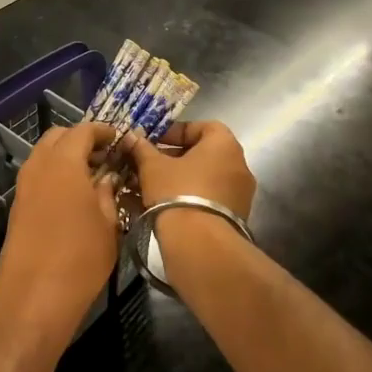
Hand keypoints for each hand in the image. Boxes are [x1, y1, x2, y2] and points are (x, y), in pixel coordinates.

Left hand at [0, 122, 118, 357]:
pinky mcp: (17, 207)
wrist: (33, 299)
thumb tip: (106, 177)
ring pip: (44, 155)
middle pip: (57, 137)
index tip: (120, 139)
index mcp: (63, 163)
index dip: (103, 131)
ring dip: (66, 157)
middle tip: (105, 156)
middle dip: (81, 139)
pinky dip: (55, 174)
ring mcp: (23, 186)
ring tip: (93, 176)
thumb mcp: (108, 224)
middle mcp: (38, 166)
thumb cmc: (80, 259)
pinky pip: (37, 176)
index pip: (82, 130)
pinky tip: (74, 196)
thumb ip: (108, 193)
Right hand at [126, 121, 256, 248]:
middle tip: (150, 164)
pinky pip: (210, 199)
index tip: (154, 141)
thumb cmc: (177, 192)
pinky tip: (166, 206)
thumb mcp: (152, 166)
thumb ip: (142, 148)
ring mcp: (241, 194)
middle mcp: (239, 165)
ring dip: (180, 179)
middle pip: (203, 153)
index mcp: (224, 144)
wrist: (199, 244)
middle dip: (174, 157)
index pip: (201, 126)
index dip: (175, 131)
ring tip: (153, 187)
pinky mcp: (236, 217)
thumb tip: (131, 136)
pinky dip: (190, 198)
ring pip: (206, 178)